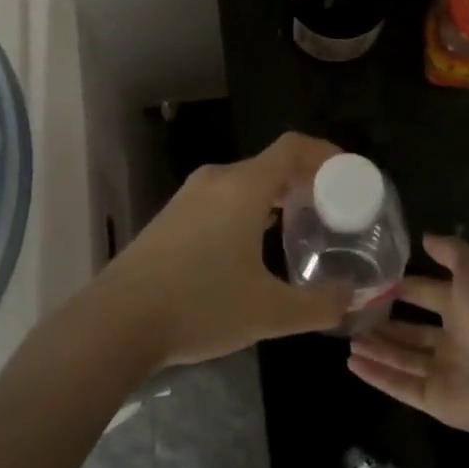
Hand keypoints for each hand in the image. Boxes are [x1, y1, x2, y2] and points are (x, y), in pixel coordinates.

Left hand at [98, 133, 351, 368]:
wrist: (118, 320)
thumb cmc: (200, 305)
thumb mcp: (268, 311)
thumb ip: (318, 304)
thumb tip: (350, 297)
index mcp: (243, 186)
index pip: (293, 147)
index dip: (326, 153)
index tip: (350, 174)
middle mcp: (216, 179)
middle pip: (271, 164)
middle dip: (305, 180)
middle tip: (334, 208)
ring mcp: (190, 196)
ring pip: (245, 182)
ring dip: (276, 196)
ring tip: (302, 226)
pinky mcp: (173, 215)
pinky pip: (224, 197)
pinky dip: (250, 208)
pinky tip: (257, 244)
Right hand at [348, 235, 468, 440]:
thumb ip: (450, 251)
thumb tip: (424, 236)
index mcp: (464, 307)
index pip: (425, 294)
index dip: (400, 287)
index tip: (370, 280)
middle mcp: (453, 340)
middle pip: (410, 330)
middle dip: (383, 321)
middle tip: (349, 312)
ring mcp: (445, 372)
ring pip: (402, 358)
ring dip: (375, 348)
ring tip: (346, 338)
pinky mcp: (437, 401)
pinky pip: (402, 385)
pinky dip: (377, 376)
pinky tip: (352, 363)